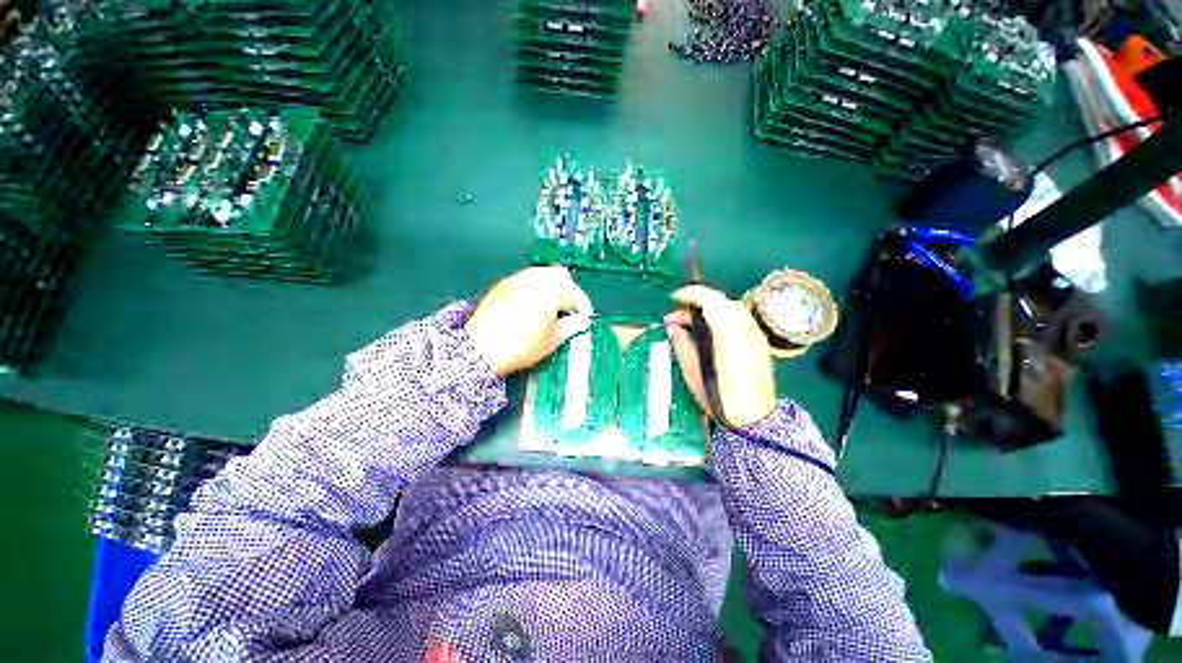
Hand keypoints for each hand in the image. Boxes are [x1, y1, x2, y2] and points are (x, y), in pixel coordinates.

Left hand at [466, 266, 593, 376]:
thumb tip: (580, 322)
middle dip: (568, 292)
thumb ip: (571, 326)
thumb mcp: (552, 340)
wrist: (480, 349)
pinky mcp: (501, 286)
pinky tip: (531, 309)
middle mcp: (534, 277)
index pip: (576, 293)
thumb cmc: (520, 345)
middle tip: (568, 311)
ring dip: (550, 289)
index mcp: (552, 288)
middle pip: (560, 276)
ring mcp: (516, 279)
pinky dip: (533, 291)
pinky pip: (525, 282)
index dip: (583, 307)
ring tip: (550, 311)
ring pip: (541, 276)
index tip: (583, 319)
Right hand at [664, 285, 777, 427]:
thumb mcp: (692, 371)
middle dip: (699, 301)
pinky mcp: (759, 341)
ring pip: (732, 307)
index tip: (675, 298)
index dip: (690, 294)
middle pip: (722, 300)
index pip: (710, 300)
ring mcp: (755, 334)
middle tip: (679, 316)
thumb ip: (682, 343)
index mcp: (727, 335)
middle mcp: (745, 329)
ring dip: (711, 307)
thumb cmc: (719, 398)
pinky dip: (723, 315)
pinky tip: (712, 329)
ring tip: (693, 322)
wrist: (754, 419)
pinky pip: (740, 318)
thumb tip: (672, 324)